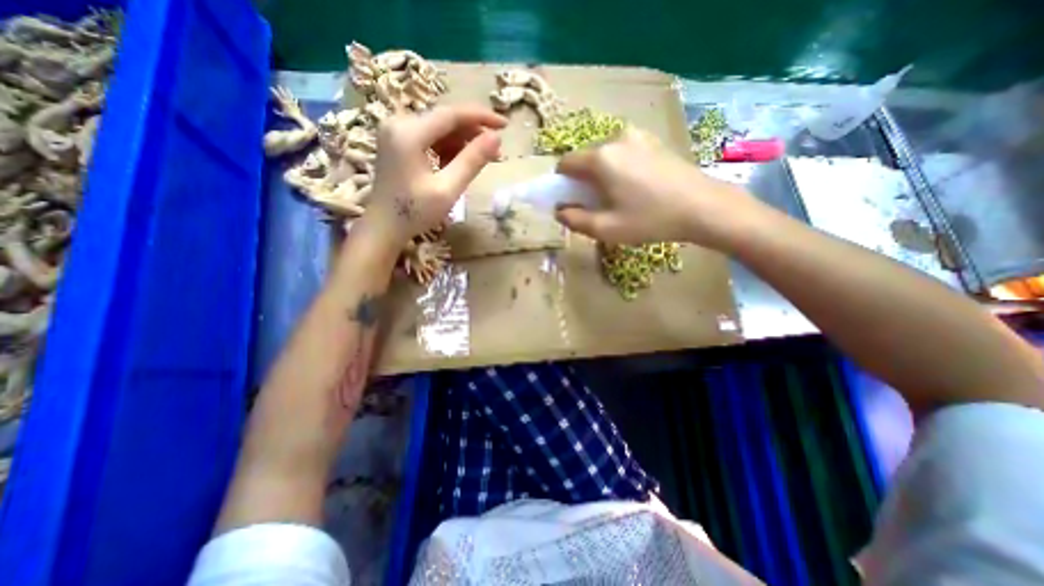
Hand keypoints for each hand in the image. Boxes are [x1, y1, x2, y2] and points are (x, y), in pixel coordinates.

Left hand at [363, 104, 505, 246]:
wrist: (384, 227)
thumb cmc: (415, 212)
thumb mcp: (447, 189)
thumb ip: (472, 161)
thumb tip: (496, 138)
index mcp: (409, 132)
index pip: (452, 114)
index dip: (481, 117)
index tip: (505, 125)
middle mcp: (399, 123)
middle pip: (445, 119)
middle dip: (472, 133)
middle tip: (495, 152)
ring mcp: (395, 131)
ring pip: (438, 128)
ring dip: (461, 142)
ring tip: (479, 161)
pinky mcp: (397, 141)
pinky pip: (429, 137)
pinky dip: (447, 148)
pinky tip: (456, 164)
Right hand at [555, 126, 760, 246]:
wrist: (704, 207)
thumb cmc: (650, 219)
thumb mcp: (606, 228)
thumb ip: (575, 220)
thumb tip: (559, 211)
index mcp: (601, 158)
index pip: (565, 163)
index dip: (562, 183)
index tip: (571, 200)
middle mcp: (616, 138)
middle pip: (585, 159)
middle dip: (583, 181)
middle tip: (597, 204)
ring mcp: (638, 137)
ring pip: (605, 156)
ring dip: (601, 175)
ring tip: (619, 197)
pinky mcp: (654, 141)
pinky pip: (623, 153)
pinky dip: (619, 169)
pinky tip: (636, 188)